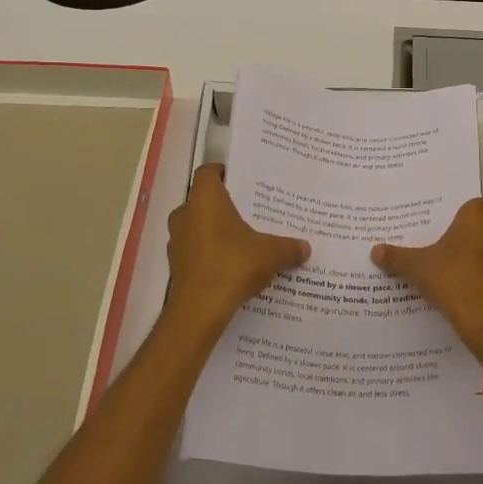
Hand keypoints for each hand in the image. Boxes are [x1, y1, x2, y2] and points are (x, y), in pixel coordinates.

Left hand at [163, 165, 308, 338]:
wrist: (199, 311)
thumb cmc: (233, 265)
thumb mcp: (270, 254)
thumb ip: (289, 247)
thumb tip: (306, 248)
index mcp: (205, 199)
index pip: (208, 172)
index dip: (224, 173)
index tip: (243, 181)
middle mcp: (185, 214)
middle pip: (204, 200)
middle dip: (224, 206)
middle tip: (251, 212)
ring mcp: (177, 241)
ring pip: (197, 227)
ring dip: (216, 232)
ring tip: (244, 241)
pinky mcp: (176, 266)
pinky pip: (196, 251)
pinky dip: (210, 254)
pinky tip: (232, 266)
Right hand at [371, 197, 482, 359]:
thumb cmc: (451, 277)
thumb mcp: (416, 266)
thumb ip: (397, 257)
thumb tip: (375, 251)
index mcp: (479, 217)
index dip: (475, 211)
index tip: (458, 221)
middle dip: (477, 235)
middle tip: (452, 245)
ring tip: (459, 270)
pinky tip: (469, 291)